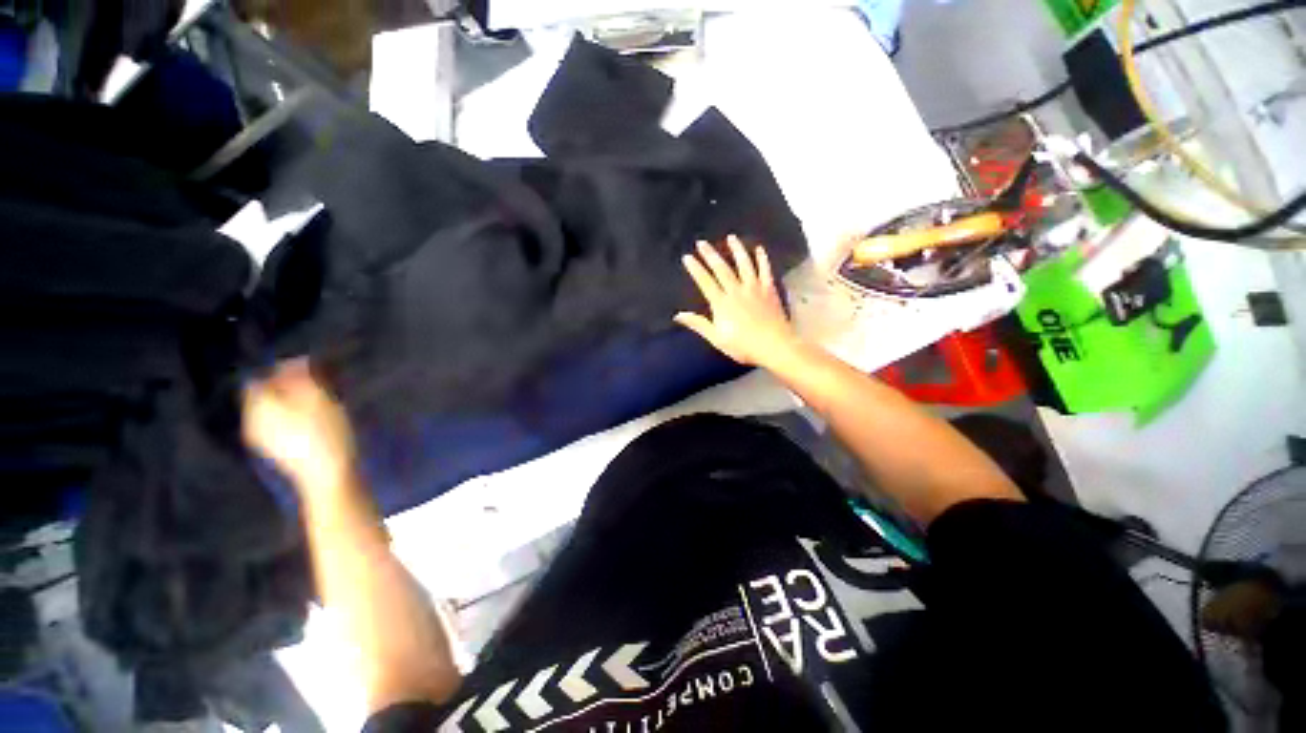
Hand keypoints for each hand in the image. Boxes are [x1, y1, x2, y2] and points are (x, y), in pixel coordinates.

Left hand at [243, 358, 357, 497]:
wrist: (326, 475)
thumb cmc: (324, 433)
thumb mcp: (318, 398)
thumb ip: (302, 377)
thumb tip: (293, 360)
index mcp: (259, 404)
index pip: (261, 378)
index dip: (280, 371)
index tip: (306, 370)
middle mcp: (252, 419)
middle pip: (263, 395)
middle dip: (283, 387)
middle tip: (313, 385)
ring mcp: (261, 438)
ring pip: (270, 411)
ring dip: (288, 403)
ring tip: (315, 403)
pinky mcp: (274, 450)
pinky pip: (276, 425)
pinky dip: (289, 419)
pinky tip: (309, 423)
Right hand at [675, 237, 801, 368]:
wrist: (774, 345)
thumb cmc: (743, 346)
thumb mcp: (717, 338)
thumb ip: (698, 324)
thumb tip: (678, 315)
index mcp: (722, 303)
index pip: (705, 282)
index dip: (695, 269)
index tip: (687, 257)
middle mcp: (736, 291)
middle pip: (722, 269)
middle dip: (710, 255)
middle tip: (702, 242)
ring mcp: (754, 288)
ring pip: (744, 264)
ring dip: (736, 250)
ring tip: (731, 238)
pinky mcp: (769, 289)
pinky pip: (765, 270)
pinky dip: (762, 259)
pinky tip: (759, 249)